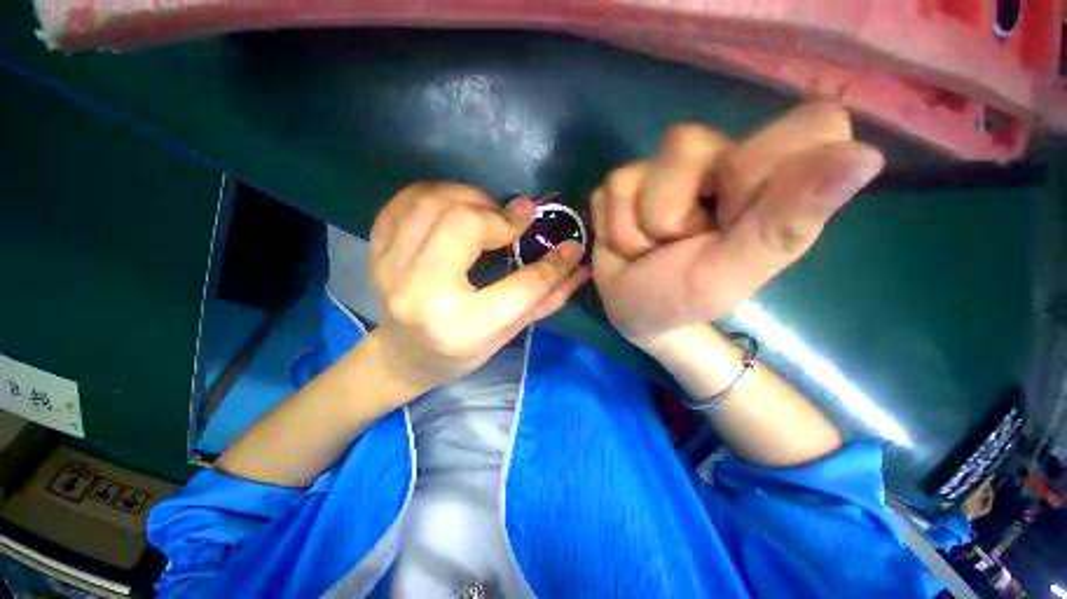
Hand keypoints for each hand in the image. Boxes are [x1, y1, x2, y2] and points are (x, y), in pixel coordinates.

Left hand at [368, 182, 588, 392]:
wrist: (403, 357)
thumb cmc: (460, 352)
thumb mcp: (507, 333)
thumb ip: (546, 299)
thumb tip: (579, 264)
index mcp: (462, 326)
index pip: (521, 286)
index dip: (553, 264)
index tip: (570, 245)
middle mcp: (422, 294)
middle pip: (465, 225)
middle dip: (498, 217)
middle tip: (515, 221)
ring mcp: (390, 269)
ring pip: (431, 202)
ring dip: (469, 197)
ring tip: (486, 212)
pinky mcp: (376, 252)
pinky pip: (404, 201)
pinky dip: (435, 194)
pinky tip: (453, 208)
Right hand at [590, 102, 883, 345]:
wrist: (634, 312)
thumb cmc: (684, 300)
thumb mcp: (735, 273)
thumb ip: (786, 221)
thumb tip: (867, 156)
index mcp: (771, 180)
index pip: (800, 125)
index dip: (761, 169)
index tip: (738, 217)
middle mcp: (722, 159)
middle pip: (689, 143)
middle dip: (675, 209)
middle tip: (682, 243)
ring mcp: (664, 168)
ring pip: (642, 168)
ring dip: (641, 224)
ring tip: (649, 248)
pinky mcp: (623, 182)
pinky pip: (611, 190)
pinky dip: (615, 228)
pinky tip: (627, 245)